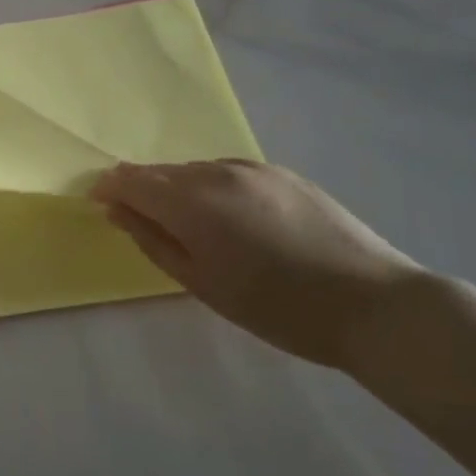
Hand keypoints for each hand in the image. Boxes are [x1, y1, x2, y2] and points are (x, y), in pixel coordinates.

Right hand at [93, 159, 424, 370]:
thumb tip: (116, 209)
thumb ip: (152, 240)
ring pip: (195, 170)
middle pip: (162, 171)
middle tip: (145, 224)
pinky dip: (213, 188)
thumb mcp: (203, 284)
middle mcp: (217, 172)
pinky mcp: (283, 172)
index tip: (100, 204)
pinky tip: (233, 220)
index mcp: (193, 201)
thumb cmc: (278, 308)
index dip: (109, 187)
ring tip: (194, 228)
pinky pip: (228, 172)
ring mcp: (253, 168)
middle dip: (144, 190)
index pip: (131, 178)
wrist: (375, 304)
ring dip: (180, 190)